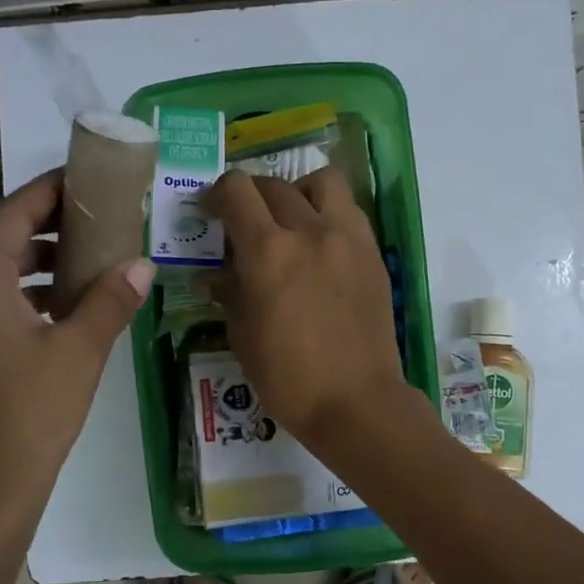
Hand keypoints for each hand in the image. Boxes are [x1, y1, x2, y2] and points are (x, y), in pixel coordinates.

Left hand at [0, 169, 154, 508]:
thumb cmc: (32, 413)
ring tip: (73, 262)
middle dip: (30, 219)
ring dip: (19, 255)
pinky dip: (6, 287)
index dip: (47, 191)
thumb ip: (110, 300)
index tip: (83, 179)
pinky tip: (48, 306)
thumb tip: (143, 264)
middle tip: (80, 221)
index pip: (10, 213)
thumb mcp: (80, 351)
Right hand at [207, 167, 405, 447]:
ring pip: (322, 182)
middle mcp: (309, 231)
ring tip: (291, 220)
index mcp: (268, 252)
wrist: (356, 401)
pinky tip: (320, 244)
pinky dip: (328, 213)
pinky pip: (349, 211)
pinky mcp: (373, 253)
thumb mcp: (242, 336)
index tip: (210, 212)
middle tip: (244, 223)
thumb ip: (229, 293)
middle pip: (274, 184)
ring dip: (298, 192)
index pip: (236, 191)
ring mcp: (347, 238)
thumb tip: (217, 274)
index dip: (216, 194)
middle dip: (250, 196)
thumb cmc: (288, 378)